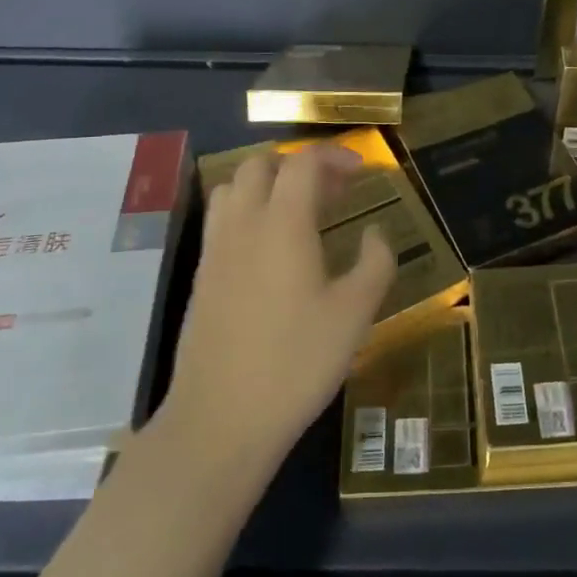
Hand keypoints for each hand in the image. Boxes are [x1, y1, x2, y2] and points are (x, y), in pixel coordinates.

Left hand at [165, 146, 396, 465]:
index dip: (334, 156)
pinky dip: (246, 212)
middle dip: (298, 165)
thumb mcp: (355, 314)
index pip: (303, 162)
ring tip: (298, 213)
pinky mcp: (200, 277)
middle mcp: (243, 224)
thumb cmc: (296, 363)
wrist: (220, 421)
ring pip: (232, 188)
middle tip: (331, 192)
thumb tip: (375, 232)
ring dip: (266, 185)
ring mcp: (215, 249)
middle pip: (261, 165)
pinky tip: (269, 250)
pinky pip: (220, 220)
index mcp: (283, 223)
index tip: (361, 171)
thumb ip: (375, 262)